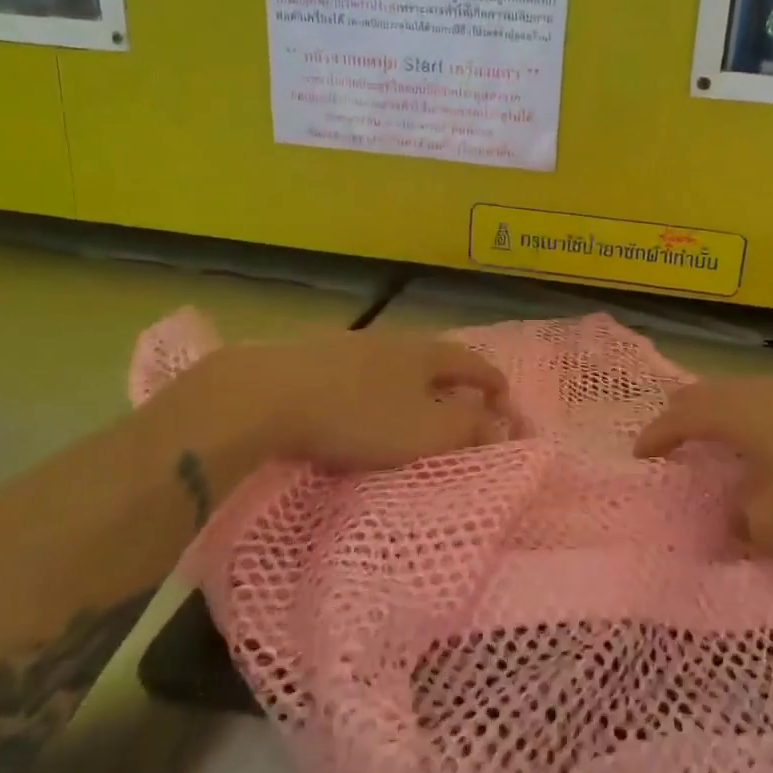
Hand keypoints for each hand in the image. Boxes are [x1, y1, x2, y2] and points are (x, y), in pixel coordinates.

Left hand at [204, 331, 508, 473]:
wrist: (267, 396)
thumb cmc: (359, 416)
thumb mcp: (425, 431)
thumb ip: (468, 428)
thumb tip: (500, 425)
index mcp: (424, 353)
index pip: (471, 362)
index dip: (492, 380)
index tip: (505, 397)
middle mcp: (390, 341)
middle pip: (432, 357)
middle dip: (451, 379)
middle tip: (463, 400)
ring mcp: (348, 346)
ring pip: (393, 364)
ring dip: (411, 384)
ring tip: (414, 405)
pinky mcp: (312, 360)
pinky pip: (359, 374)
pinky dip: (374, 390)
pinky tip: (362, 405)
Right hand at [634, 372, 772, 573]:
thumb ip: (745, 522)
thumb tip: (740, 515)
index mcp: (743, 412)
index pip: (684, 415)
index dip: (658, 434)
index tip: (641, 453)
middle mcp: (771, 389)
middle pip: (714, 393)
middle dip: (688, 415)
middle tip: (675, 438)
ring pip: (753, 396)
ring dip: (731, 417)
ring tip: (727, 443)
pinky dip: (767, 424)